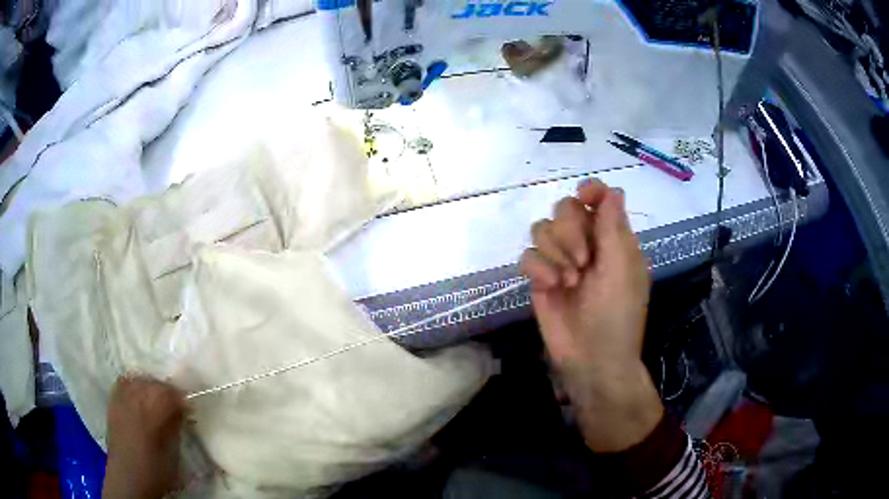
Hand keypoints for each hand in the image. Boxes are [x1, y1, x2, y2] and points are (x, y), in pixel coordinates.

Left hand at [103, 376, 185, 498]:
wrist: (128, 478)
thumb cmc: (154, 470)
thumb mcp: (171, 454)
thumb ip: (174, 427)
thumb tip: (181, 411)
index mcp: (149, 416)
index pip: (167, 394)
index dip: (180, 398)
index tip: (189, 407)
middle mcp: (132, 402)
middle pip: (152, 384)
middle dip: (167, 391)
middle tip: (177, 404)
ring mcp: (120, 400)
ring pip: (138, 380)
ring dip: (151, 387)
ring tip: (158, 399)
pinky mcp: (112, 403)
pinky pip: (123, 383)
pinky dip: (134, 385)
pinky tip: (140, 394)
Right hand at [520, 179, 661, 452]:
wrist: (592, 358)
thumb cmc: (617, 312)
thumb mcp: (622, 266)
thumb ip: (613, 225)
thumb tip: (612, 189)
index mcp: (613, 239)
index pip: (599, 198)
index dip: (591, 190)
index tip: (585, 195)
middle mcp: (586, 244)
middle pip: (565, 208)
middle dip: (571, 231)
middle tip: (584, 261)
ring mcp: (561, 261)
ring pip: (543, 229)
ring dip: (556, 252)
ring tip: (570, 281)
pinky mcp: (540, 279)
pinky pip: (528, 255)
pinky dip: (539, 268)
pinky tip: (551, 287)